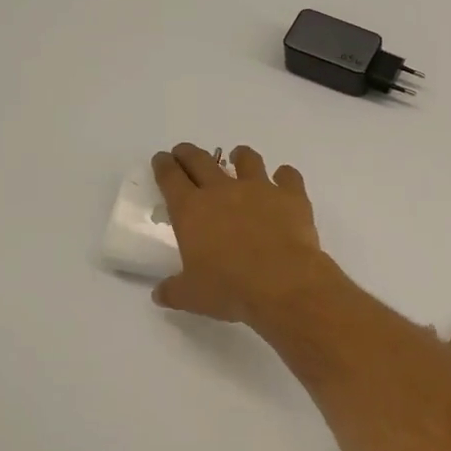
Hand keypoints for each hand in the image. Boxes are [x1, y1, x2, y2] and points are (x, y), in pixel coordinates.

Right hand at [151, 144, 329, 323]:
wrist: (282, 282)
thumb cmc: (230, 288)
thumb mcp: (192, 296)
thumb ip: (173, 290)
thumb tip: (159, 294)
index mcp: (191, 210)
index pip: (170, 178)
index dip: (163, 165)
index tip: (161, 159)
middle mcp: (222, 191)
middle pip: (200, 161)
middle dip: (189, 154)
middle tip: (185, 153)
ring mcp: (259, 189)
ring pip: (246, 159)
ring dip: (240, 156)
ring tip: (238, 157)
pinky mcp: (291, 196)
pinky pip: (288, 175)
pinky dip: (284, 176)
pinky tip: (284, 181)